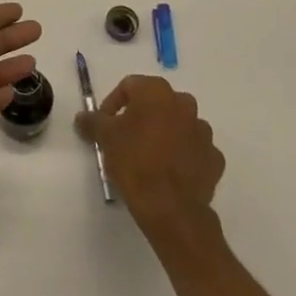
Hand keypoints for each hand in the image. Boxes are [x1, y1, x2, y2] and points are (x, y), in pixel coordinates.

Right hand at [76, 75, 224, 238]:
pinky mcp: (214, 158)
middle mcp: (184, 104)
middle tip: (125, 139)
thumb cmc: (134, 161)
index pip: (129, 86)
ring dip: (164, 134)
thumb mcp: (105, 137)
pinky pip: (193, 150)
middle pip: (156, 103)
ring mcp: (203, 132)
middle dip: (140, 117)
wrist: (171, 208)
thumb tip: (82, 117)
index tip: (104, 125)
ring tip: (147, 158)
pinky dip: (182, 155)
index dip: (113, 104)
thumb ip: (92, 121)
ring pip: (178, 125)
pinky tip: (169, 172)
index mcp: (157, 91)